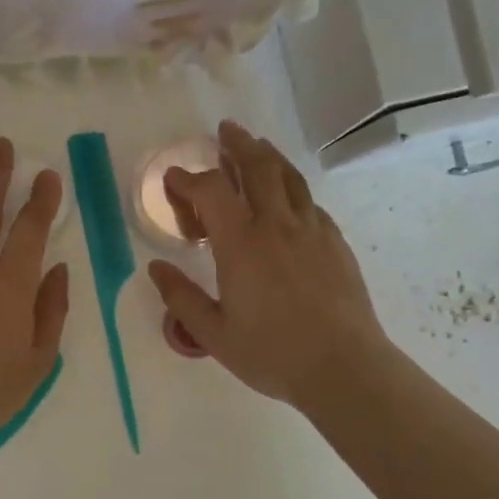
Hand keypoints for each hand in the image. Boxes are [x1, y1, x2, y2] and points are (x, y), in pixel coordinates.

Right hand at [147, 121, 391, 409]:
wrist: (343, 367)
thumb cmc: (272, 353)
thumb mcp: (213, 334)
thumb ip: (181, 298)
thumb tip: (156, 269)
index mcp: (241, 243)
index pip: (211, 190)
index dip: (188, 179)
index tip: (174, 179)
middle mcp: (276, 224)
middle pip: (257, 166)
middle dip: (238, 144)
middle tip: (226, 131)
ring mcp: (311, 229)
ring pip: (288, 177)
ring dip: (269, 156)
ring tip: (257, 146)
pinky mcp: (335, 242)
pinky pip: (309, 202)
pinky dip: (292, 188)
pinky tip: (288, 197)